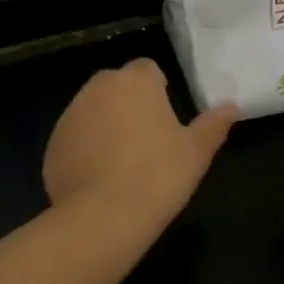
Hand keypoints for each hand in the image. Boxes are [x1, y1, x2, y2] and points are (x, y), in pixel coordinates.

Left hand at [44, 59, 236, 230]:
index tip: (164, 115)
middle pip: (115, 86)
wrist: (105, 215)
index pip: (147, 69)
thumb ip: (213, 124)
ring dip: (104, 125)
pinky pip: (74, 139)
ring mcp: (70, 116)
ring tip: (121, 162)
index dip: (157, 88)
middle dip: (127, 103)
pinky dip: (84, 150)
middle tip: (145, 139)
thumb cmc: (159, 174)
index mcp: (135, 82)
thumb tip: (230, 106)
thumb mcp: (197, 151)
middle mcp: (98, 89)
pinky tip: (99, 179)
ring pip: (91, 111)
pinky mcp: (53, 144)